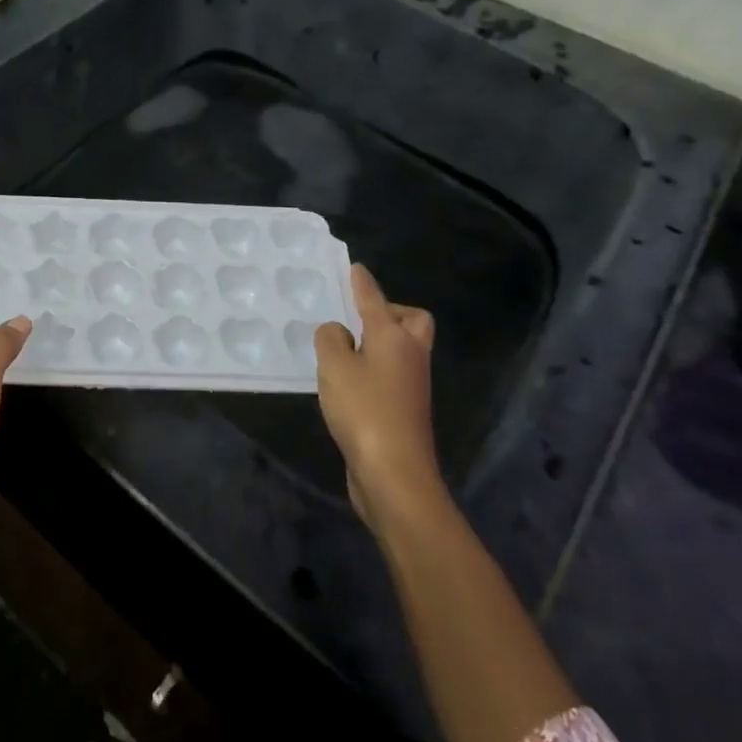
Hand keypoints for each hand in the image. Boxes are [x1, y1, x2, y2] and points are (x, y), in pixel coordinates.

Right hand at [314, 264, 443, 533]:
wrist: (395, 474)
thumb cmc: (364, 411)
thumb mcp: (334, 366)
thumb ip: (331, 339)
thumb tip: (338, 332)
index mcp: (394, 337)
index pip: (375, 298)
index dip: (362, 282)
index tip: (354, 267)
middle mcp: (410, 355)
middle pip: (411, 321)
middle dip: (389, 312)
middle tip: (357, 317)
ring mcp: (411, 385)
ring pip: (401, 348)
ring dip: (378, 342)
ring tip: (342, 347)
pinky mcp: (404, 410)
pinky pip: (390, 373)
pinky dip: (373, 368)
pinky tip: (347, 380)